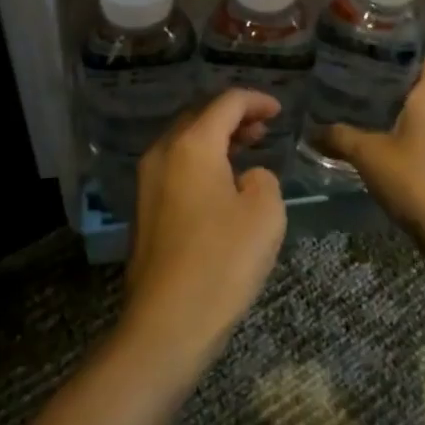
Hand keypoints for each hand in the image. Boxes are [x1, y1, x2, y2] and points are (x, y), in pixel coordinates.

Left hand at [122, 89, 287, 373]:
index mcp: (192, 145)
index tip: (279, 110)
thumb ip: (263, 179)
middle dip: (233, 116)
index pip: (226, 103)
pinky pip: (176, 167)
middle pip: (199, 117)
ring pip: (185, 142)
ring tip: (248, 149)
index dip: (256, 101)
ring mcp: (148, 183)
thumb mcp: (264, 213)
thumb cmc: (222, 262)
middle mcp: (163, 154)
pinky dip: (202, 162)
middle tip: (264, 127)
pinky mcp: (145, 210)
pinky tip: (224, 183)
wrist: (167, 323)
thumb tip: (246, 178)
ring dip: (217, 139)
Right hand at [321, 56, 424, 254]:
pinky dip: (400, 141)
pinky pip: (419, 144)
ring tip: (359, 112)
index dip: (410, 52)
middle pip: (420, 90)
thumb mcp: (369, 154)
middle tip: (356, 80)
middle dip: (391, 85)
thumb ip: (340, 137)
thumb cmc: (415, 179)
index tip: (381, 48)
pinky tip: (375, 148)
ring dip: (394, 115)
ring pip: (419, 119)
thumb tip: (312, 129)